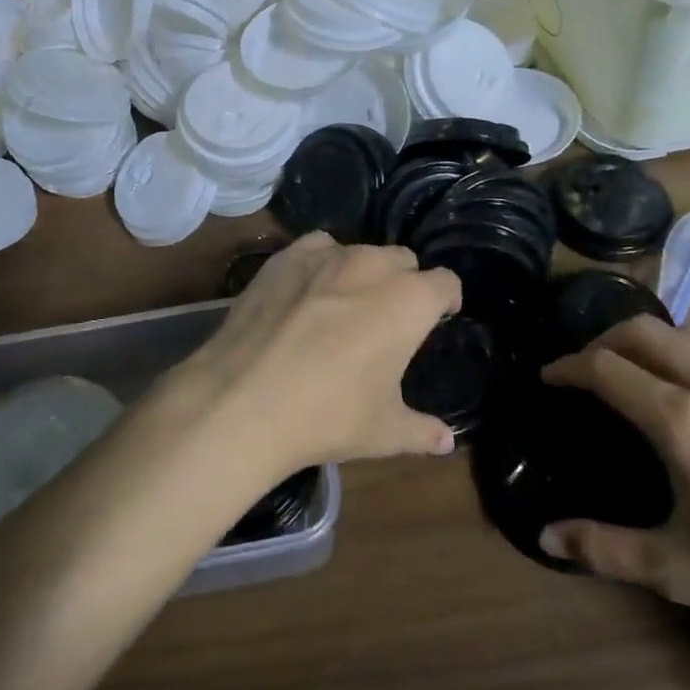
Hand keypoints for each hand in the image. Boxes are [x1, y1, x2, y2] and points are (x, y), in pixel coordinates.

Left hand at [162, 233, 461, 478]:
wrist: (243, 401)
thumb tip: (446, 441)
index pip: (446, 282)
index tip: (440, 316)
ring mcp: (325, 256)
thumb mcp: (384, 431)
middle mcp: (372, 265)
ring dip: (363, 272)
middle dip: (405, 282)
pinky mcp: (284, 258)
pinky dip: (321, 263)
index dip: (447, 299)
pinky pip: (316, 248)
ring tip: (346, 303)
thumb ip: (422, 431)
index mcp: (409, 301)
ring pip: (359, 251)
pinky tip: (307, 291)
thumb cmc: (328, 415)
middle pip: (403, 260)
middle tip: (390, 317)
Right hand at [539, 317, 689, 684]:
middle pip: (646, 331)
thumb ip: (607, 548)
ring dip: (654, 342)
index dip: (568, 367)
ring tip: (641, 374)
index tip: (549, 377)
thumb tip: (546, 538)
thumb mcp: (684, 572)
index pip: (607, 368)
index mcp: (683, 419)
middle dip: (605, 340)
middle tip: (587, 368)